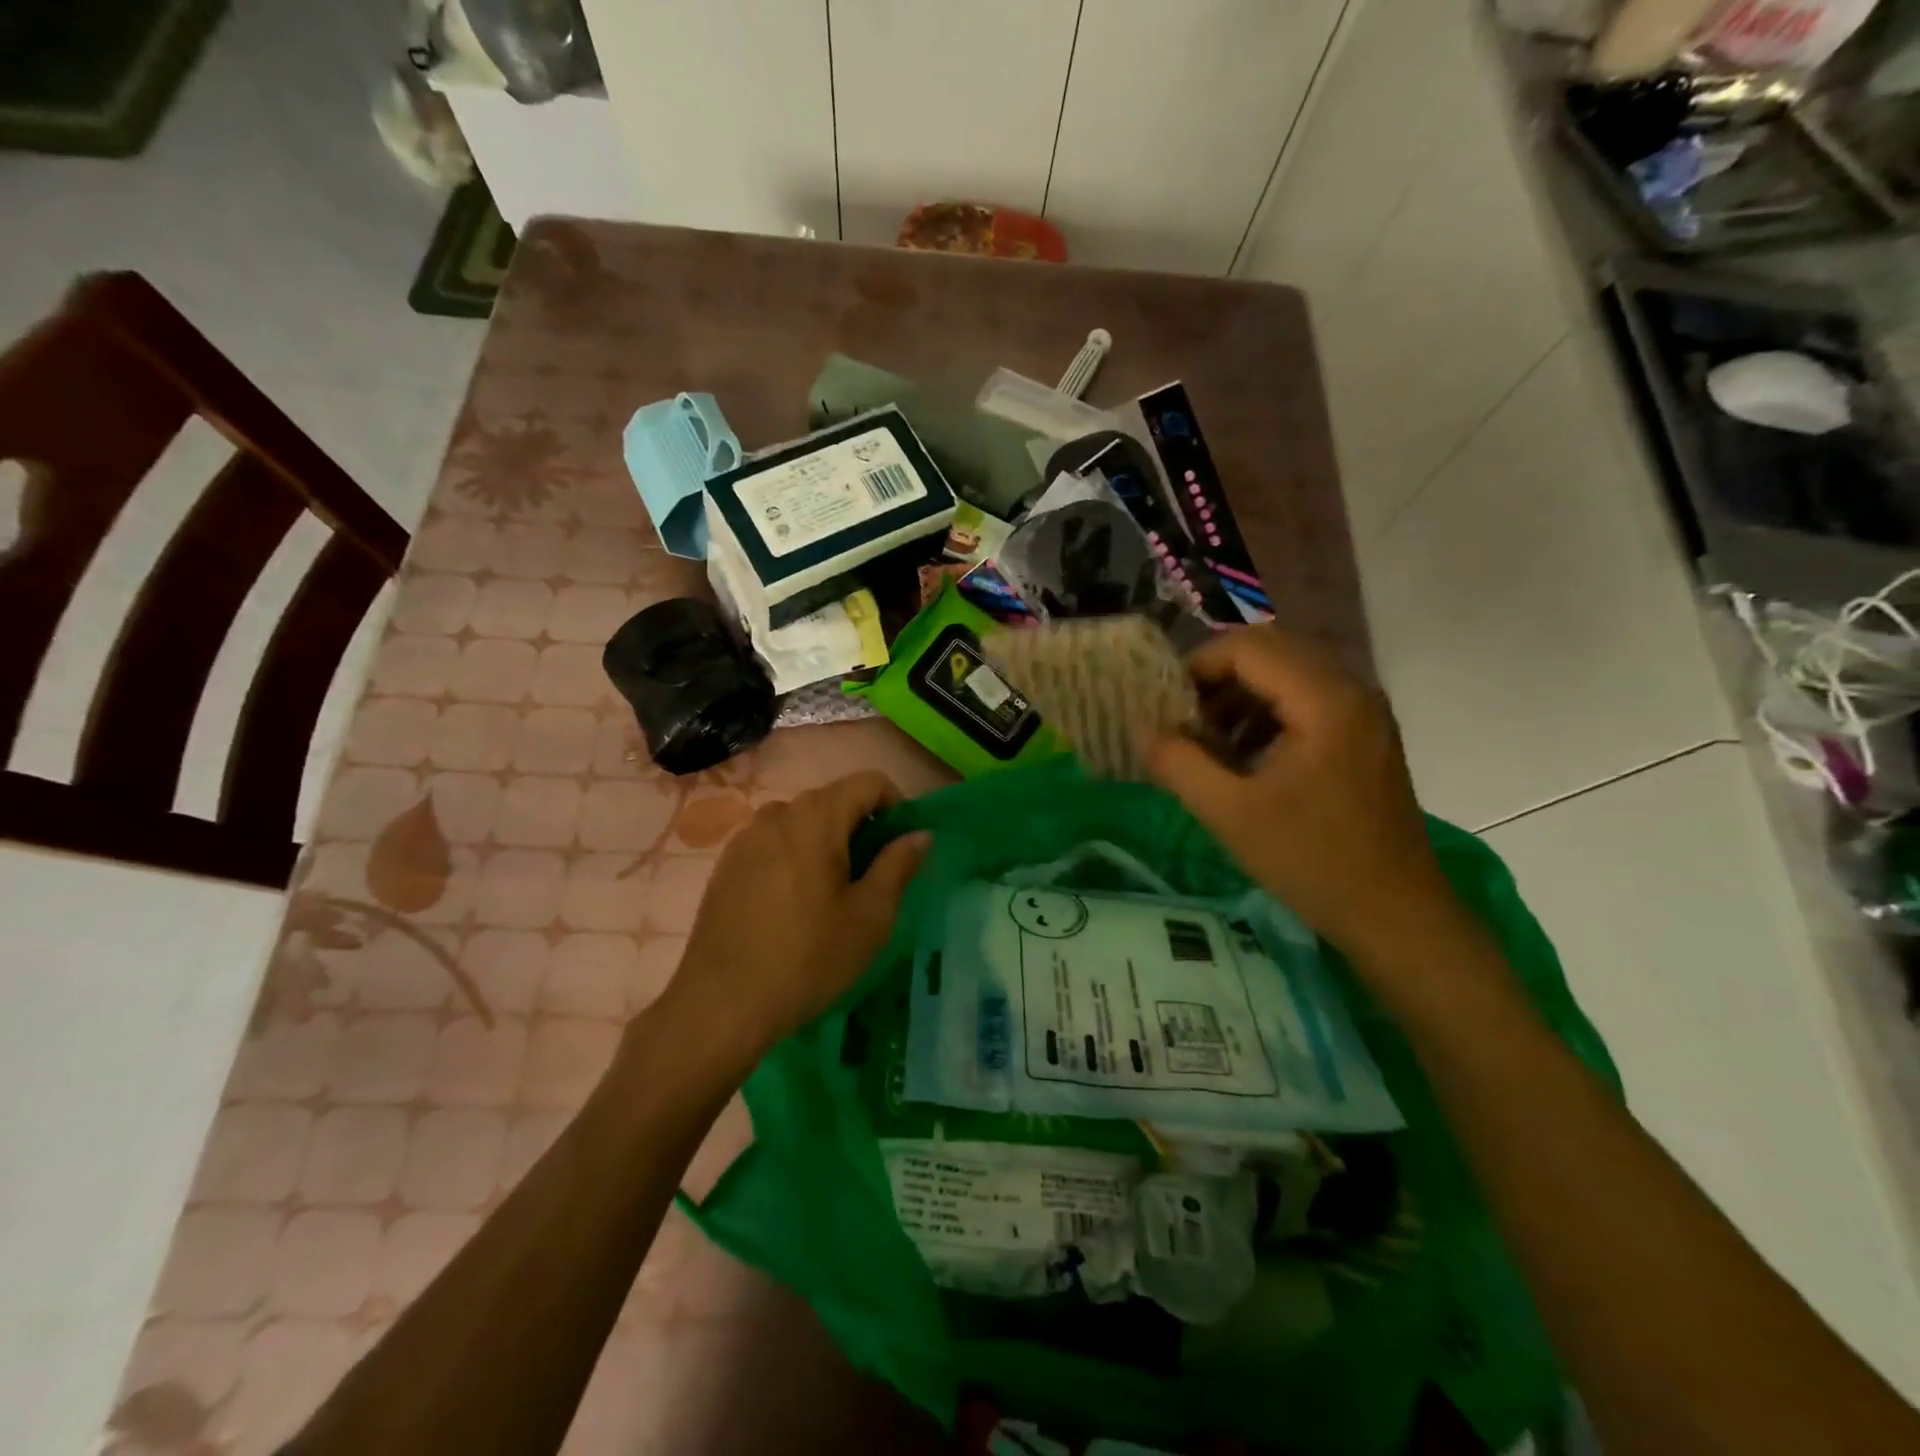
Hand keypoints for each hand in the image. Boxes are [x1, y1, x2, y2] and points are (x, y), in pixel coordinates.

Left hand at [660, 771, 929, 1070]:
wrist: (722, 1003)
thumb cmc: (808, 957)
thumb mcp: (870, 916)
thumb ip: (898, 865)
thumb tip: (920, 834)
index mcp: (816, 817)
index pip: (869, 782)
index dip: (897, 805)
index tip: (902, 846)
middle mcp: (778, 813)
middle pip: (833, 800)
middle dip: (861, 827)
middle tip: (873, 877)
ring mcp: (746, 838)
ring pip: (801, 823)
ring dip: (826, 843)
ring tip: (832, 894)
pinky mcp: (726, 865)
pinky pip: (773, 844)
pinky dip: (795, 858)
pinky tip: (793, 906)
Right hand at [1148, 628, 1460, 966]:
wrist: (1395, 915)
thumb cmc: (1312, 861)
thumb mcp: (1229, 813)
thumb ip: (1178, 763)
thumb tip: (1142, 729)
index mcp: (1325, 700)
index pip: (1247, 648)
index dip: (1196, 668)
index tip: (1164, 707)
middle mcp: (1351, 690)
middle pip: (1269, 652)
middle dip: (1216, 680)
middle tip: (1182, 721)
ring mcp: (1363, 712)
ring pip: (1287, 675)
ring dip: (1239, 697)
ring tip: (1207, 742)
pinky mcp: (1364, 736)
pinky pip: (1305, 701)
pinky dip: (1265, 715)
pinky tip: (1243, 758)